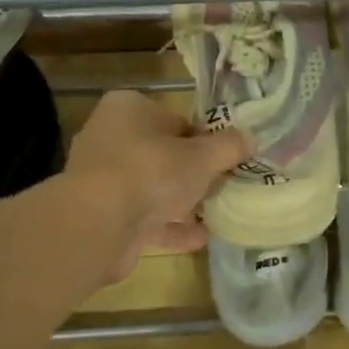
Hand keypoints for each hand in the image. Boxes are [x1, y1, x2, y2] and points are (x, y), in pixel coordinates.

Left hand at [64, 90, 249, 281]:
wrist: (98, 224)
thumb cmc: (151, 171)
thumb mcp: (202, 156)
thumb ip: (228, 146)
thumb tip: (250, 139)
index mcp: (128, 109)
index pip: (175, 120)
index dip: (203, 140)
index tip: (225, 159)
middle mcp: (109, 137)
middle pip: (162, 154)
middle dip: (192, 173)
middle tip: (223, 186)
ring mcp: (102, 179)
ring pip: (152, 187)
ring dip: (182, 202)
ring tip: (217, 214)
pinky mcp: (101, 215)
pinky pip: (143, 217)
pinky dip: (169, 227)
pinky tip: (199, 239)